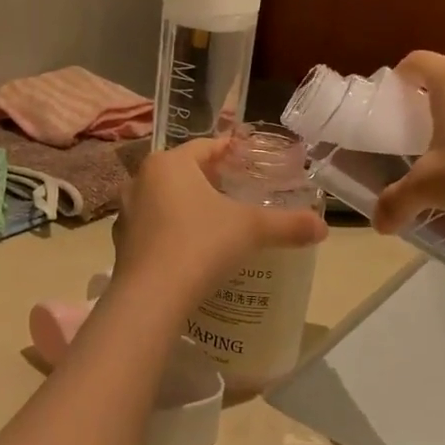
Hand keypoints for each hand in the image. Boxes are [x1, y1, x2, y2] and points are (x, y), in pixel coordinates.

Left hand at [114, 137, 327, 303]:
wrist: (151, 298)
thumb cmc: (200, 246)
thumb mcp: (251, 230)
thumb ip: (288, 224)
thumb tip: (323, 227)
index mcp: (168, 163)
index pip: (206, 147)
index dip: (233, 153)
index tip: (254, 162)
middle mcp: (140, 180)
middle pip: (185, 173)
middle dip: (212, 182)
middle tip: (242, 194)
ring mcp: (126, 213)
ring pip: (166, 201)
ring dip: (189, 208)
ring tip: (219, 224)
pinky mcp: (121, 244)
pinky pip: (154, 229)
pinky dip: (173, 233)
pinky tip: (193, 251)